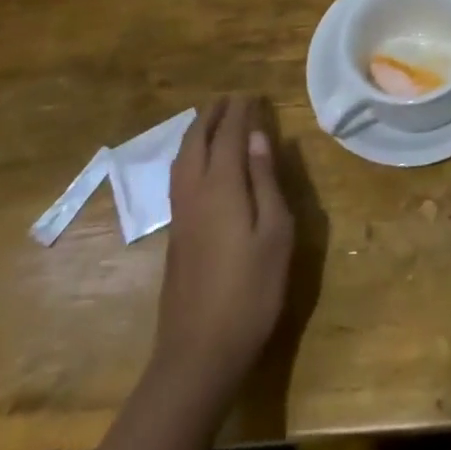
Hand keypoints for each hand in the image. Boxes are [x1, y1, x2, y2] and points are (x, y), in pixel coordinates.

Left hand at [151, 95, 293, 414]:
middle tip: (231, 99)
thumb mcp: (275, 232)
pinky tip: (201, 164)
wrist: (198, 355)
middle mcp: (195, 192)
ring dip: (198, 133)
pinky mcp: (176, 236)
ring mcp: (180, 215)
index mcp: (221, 186)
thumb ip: (266, 181)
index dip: (241, 112)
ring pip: (182, 159)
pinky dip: (191, 155)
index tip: (252, 94)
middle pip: (197, 141)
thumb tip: (259, 137)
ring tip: (214, 121)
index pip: (229, 134)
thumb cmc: (250, 291)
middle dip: (213, 116)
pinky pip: (179, 177)